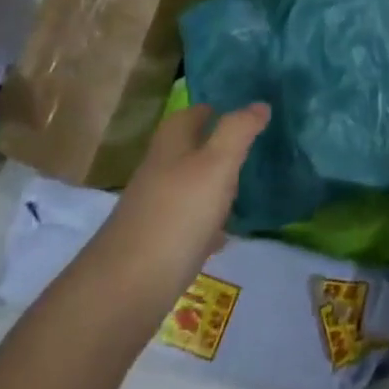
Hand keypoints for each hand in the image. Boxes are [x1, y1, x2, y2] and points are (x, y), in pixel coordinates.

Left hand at [87, 103, 270, 314]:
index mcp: (171, 147)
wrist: (129, 284)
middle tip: (250, 147)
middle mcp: (159, 172)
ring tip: (245, 186)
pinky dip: (208, 221)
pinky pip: (189, 222)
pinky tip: (225, 232)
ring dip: (213, 184)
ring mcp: (156, 208)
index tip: (243, 111)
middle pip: (187, 150)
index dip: (213, 109)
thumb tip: (260, 103)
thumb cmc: (178, 213)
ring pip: (189, 186)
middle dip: (215, 146)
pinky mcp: (159, 242)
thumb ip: (238, 131)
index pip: (191, 115)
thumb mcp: (217, 164)